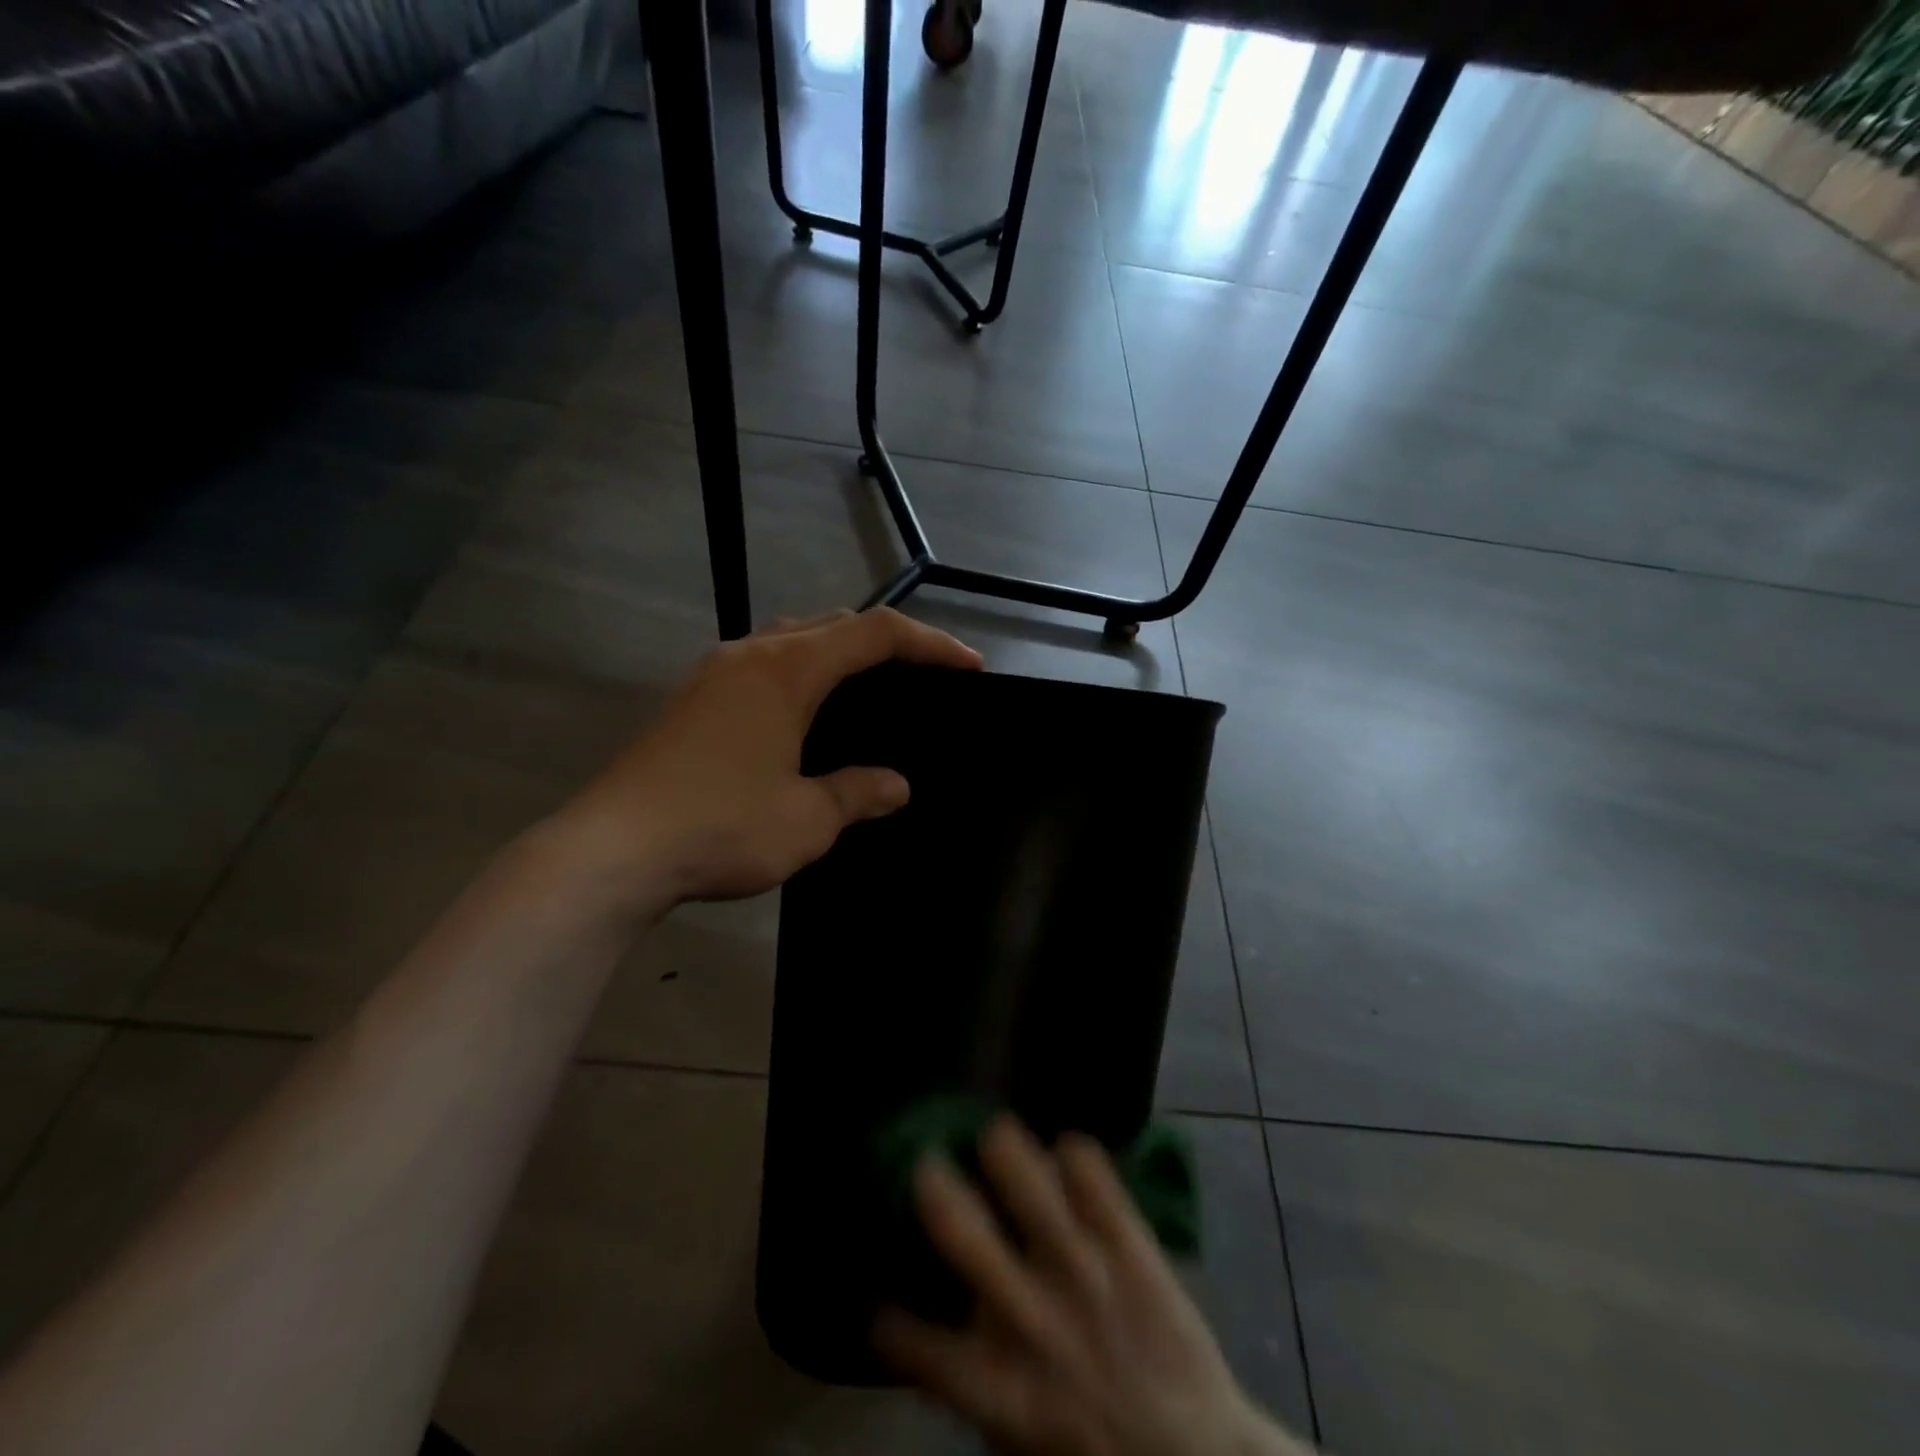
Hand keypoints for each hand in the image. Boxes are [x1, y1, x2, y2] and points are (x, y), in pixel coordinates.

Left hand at [547, 608, 981, 911]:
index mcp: (788, 670)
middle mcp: (751, 655)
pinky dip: (799, 675)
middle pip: (832, 624)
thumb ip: (857, 793)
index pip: (875, 634)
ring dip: (836, 654)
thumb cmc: (720, 826)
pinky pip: (761, 666)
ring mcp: (713, 675)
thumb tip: (895, 786)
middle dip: (884, 642)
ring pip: (791, 640)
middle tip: (920, 676)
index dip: (930, 643)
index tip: (968, 667)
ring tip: (867, 690)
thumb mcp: (806, 818)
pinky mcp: (690, 701)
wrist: (612, 850)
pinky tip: (803, 717)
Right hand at [876, 1118, 1311, 1455]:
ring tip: (996, 1134)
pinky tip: (1067, 1152)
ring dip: (1007, 1154)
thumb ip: (974, 1385)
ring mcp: (1085, 1275)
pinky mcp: (1131, 1247)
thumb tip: (934, 1332)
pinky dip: (1078, 1157)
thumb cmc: (1095, 1451)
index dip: (889, 1321)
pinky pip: (1097, 1179)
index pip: (922, 1347)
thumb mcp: (1021, 1442)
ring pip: (1033, 1190)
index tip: (876, 1299)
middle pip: (967, 1239)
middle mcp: (1033, 1321)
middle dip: (937, 1191)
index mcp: (998, 1388)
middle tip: (926, 1163)